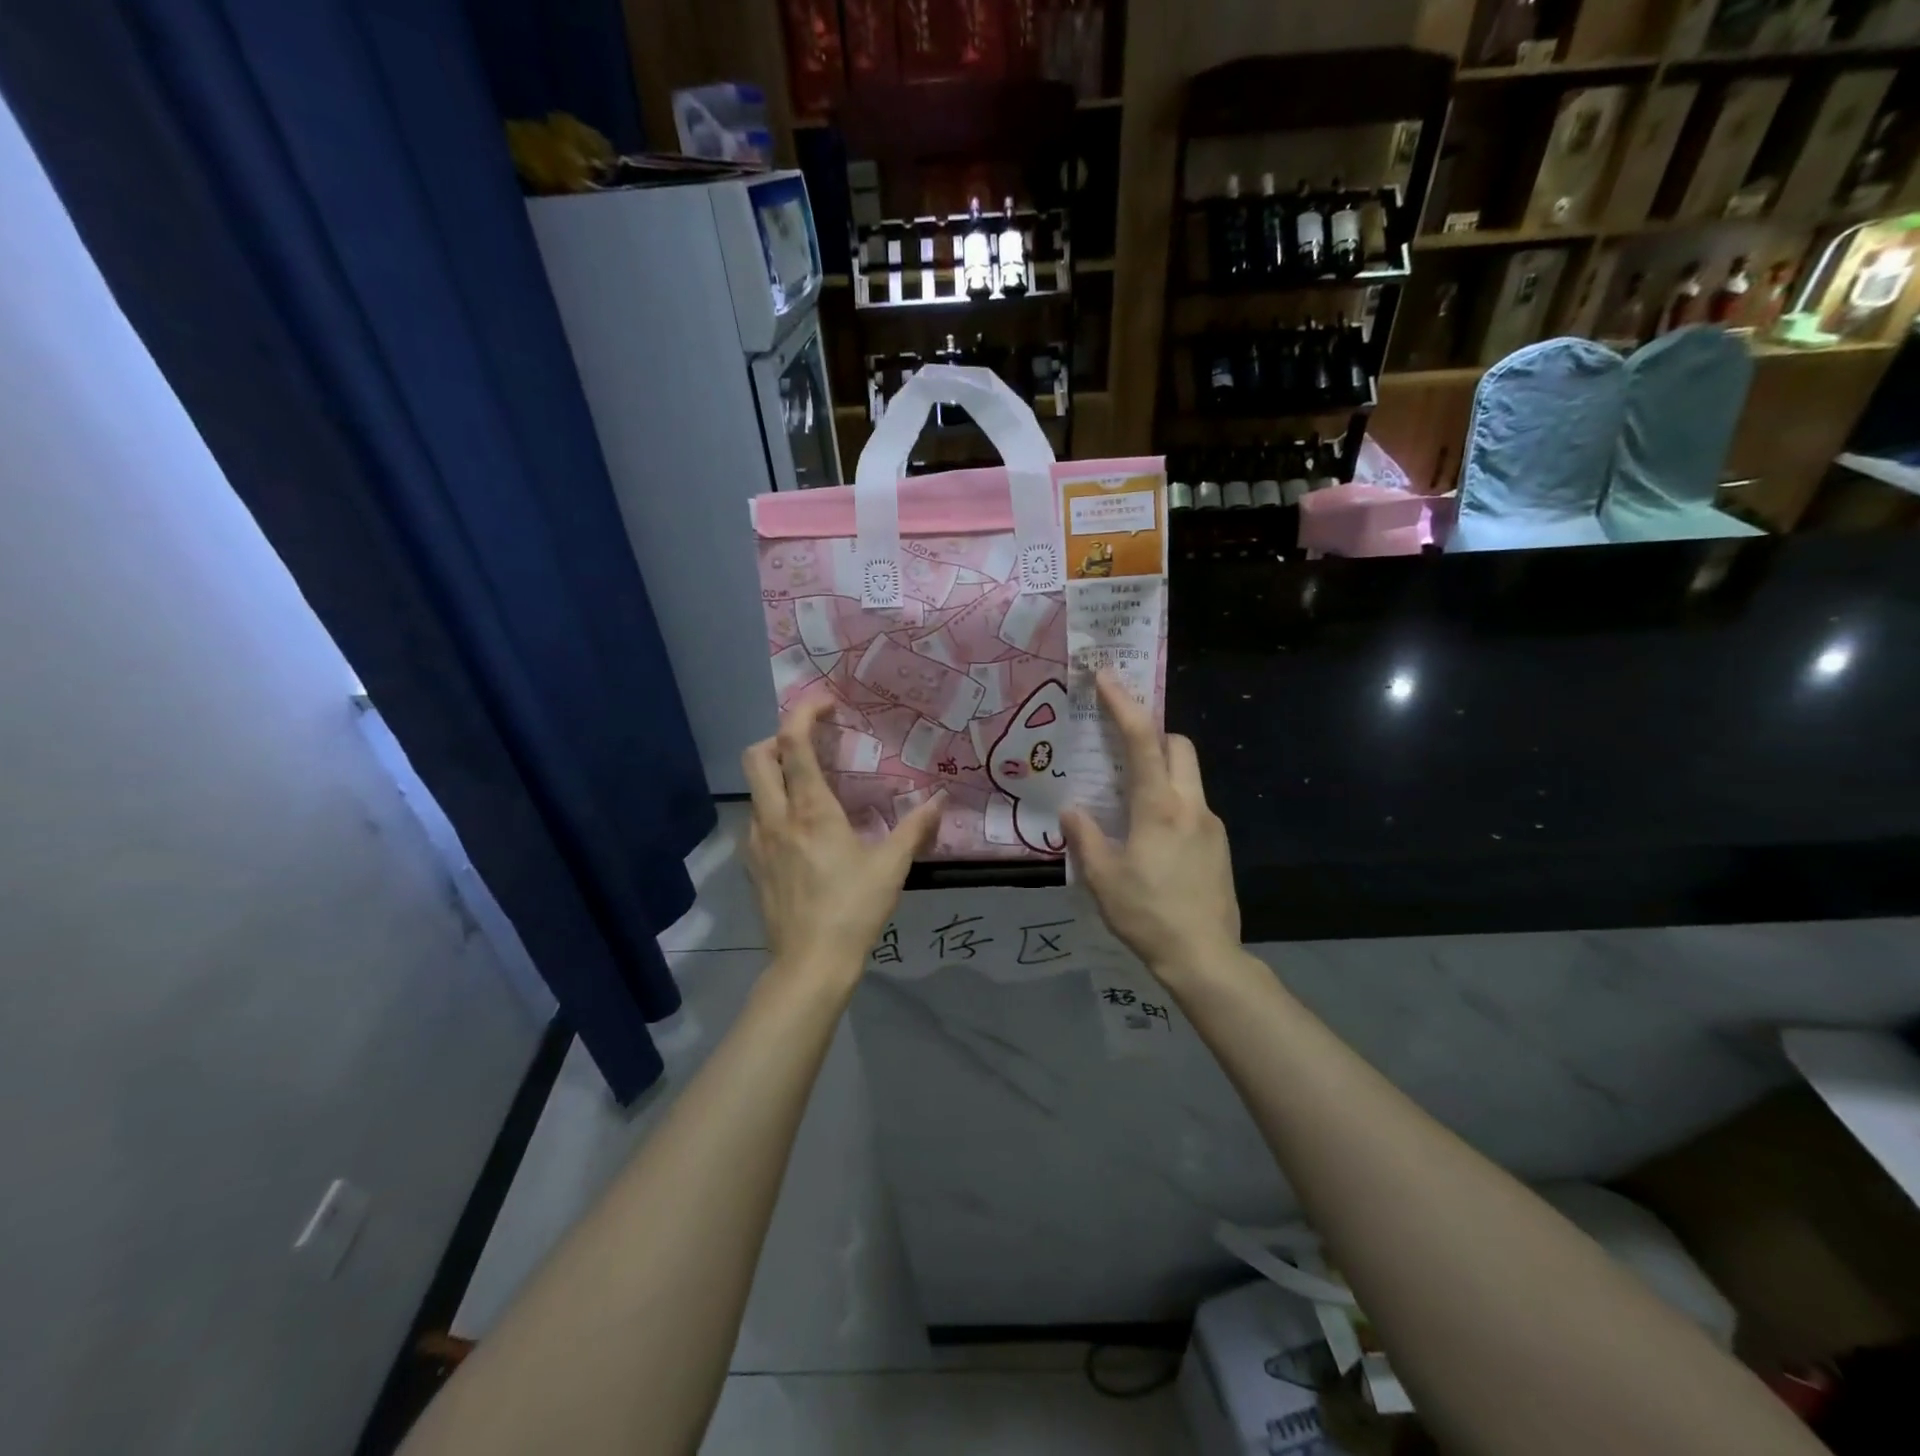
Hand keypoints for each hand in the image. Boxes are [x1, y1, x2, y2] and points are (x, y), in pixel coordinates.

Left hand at [742, 693, 943, 990]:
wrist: (809, 965)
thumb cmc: (852, 910)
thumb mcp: (891, 867)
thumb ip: (916, 828)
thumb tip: (940, 800)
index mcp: (809, 810)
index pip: (793, 742)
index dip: (803, 712)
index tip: (825, 704)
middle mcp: (774, 816)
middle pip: (757, 755)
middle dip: (779, 737)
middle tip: (812, 744)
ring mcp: (757, 841)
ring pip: (754, 788)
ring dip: (776, 772)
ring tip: (810, 786)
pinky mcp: (752, 865)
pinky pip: (756, 818)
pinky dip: (773, 806)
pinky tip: (800, 830)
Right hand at [1061, 672, 1242, 988]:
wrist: (1206, 957)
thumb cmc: (1147, 915)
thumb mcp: (1102, 878)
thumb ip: (1085, 837)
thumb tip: (1072, 810)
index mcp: (1159, 807)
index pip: (1142, 741)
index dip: (1123, 705)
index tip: (1107, 677)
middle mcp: (1191, 805)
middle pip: (1179, 746)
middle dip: (1152, 733)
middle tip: (1120, 746)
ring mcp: (1211, 824)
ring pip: (1190, 775)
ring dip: (1162, 769)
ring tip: (1130, 796)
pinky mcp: (1219, 845)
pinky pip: (1193, 804)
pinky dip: (1172, 800)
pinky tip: (1152, 836)